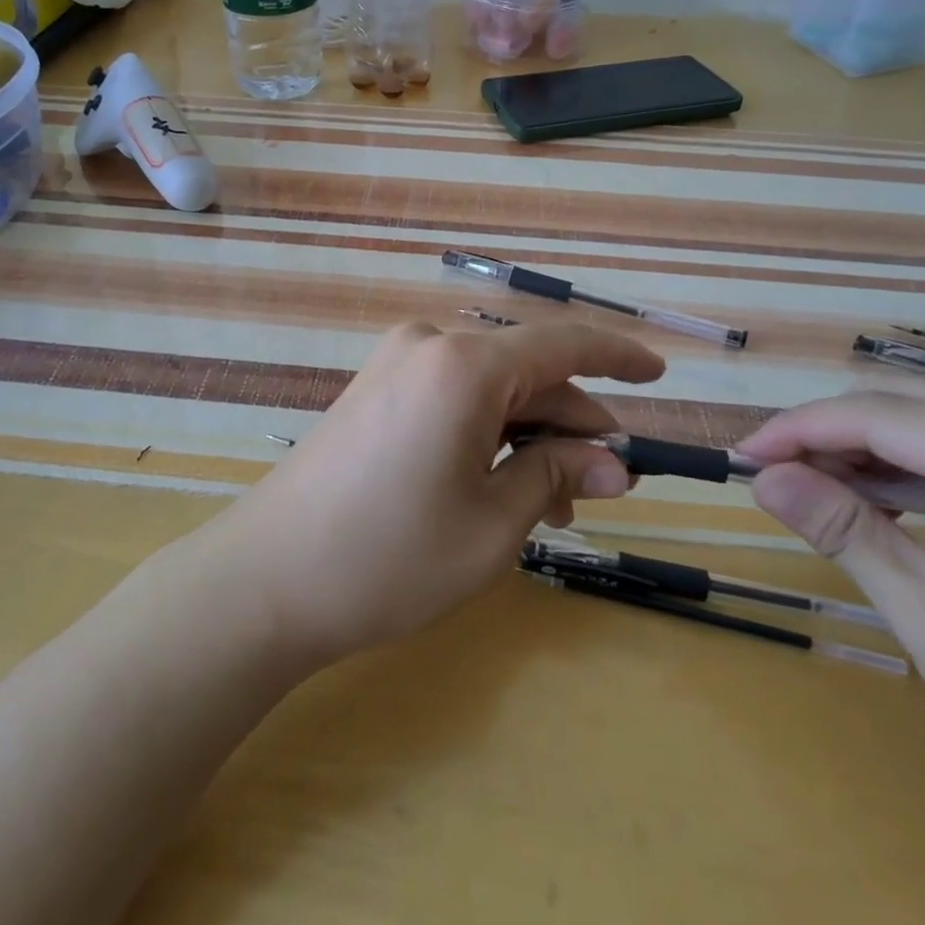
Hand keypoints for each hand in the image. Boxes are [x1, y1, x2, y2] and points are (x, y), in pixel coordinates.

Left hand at [206, 320, 664, 667]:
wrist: (265, 579)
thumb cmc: (389, 557)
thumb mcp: (491, 525)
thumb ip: (556, 476)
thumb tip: (612, 462)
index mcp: (464, 366)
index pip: (562, 344)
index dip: (617, 357)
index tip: (659, 374)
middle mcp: (429, 345)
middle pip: (525, 374)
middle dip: (570, 425)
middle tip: (604, 487)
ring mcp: (395, 364)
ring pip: (489, 388)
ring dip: (529, 436)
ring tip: (554, 504)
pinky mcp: (375, 390)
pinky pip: (452, 396)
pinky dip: (487, 431)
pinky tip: (502, 484)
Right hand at [738, 392, 924, 820]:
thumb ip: (842, 531)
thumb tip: (761, 477)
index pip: (878, 415)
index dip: (798, 428)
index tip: (742, 456)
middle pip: (900, 405)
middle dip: (824, 433)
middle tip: (769, 474)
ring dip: (859, 449)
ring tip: (806, 487)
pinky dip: (901, 469)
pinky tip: (869, 501)